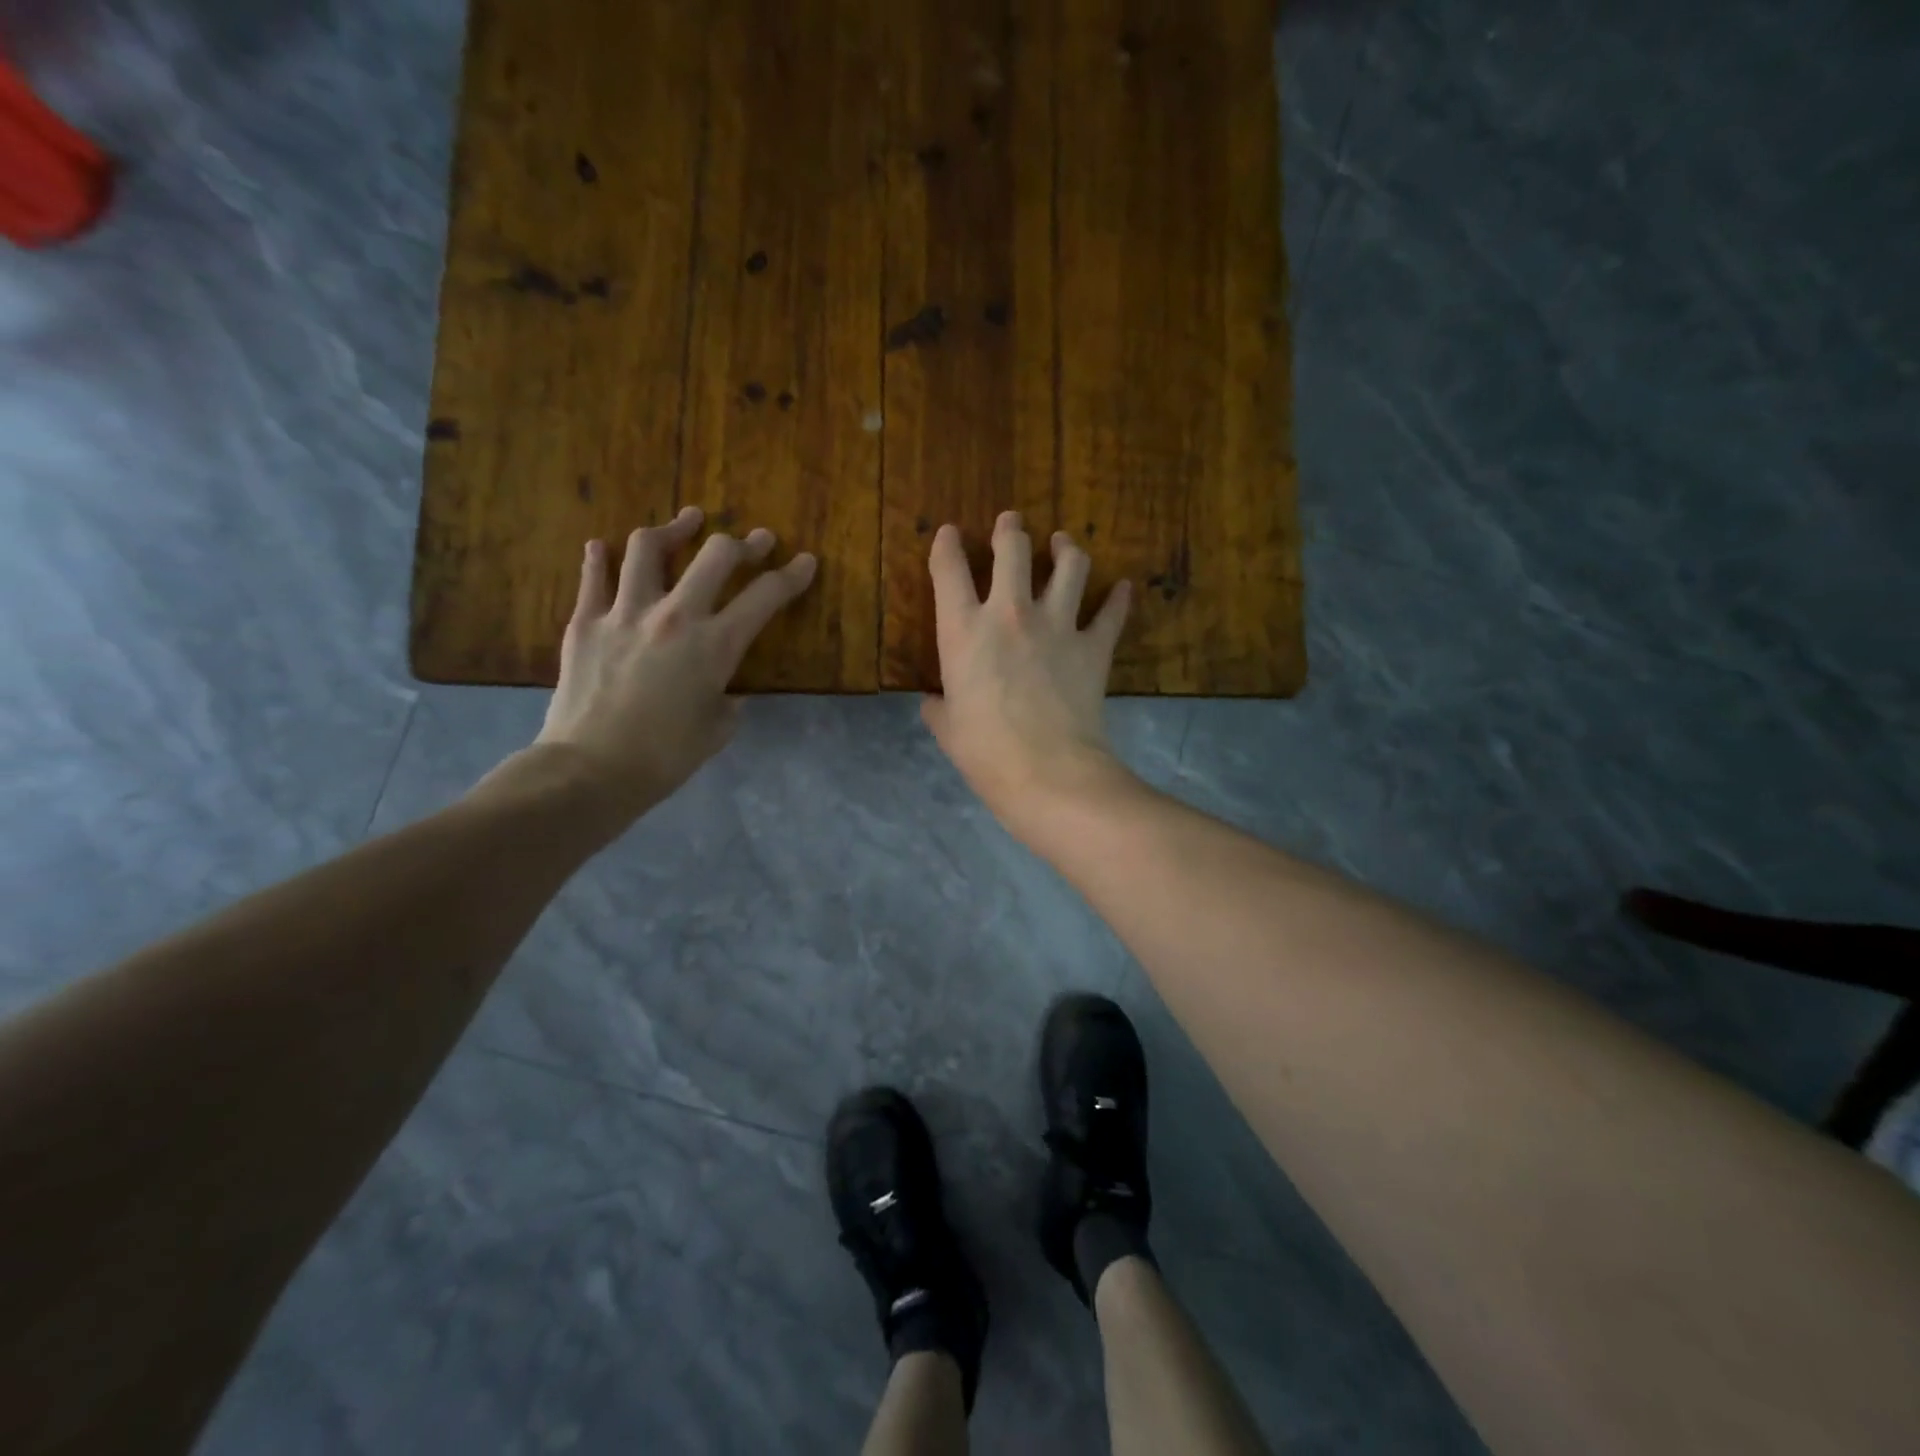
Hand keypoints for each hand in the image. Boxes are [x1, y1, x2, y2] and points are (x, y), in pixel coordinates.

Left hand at [528, 507, 815, 818]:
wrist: (591, 770)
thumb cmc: (665, 757)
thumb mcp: (718, 728)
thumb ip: (727, 696)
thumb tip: (723, 686)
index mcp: (715, 645)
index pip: (765, 596)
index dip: (792, 575)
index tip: (805, 561)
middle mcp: (674, 616)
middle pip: (715, 555)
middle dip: (743, 543)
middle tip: (754, 541)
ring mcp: (624, 613)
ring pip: (647, 548)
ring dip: (673, 530)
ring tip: (685, 524)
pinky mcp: (584, 622)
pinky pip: (593, 576)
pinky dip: (601, 558)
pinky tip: (604, 549)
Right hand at [921, 511, 1136, 836]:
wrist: (1047, 771)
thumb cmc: (985, 752)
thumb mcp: (947, 729)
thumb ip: (939, 706)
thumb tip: (934, 702)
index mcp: (963, 630)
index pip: (949, 570)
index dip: (946, 545)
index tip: (948, 533)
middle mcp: (1010, 613)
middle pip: (1014, 548)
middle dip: (1010, 529)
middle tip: (1011, 523)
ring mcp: (1057, 625)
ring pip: (1070, 565)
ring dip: (1066, 548)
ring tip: (1064, 543)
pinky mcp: (1094, 646)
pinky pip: (1111, 613)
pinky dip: (1119, 599)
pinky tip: (1123, 589)